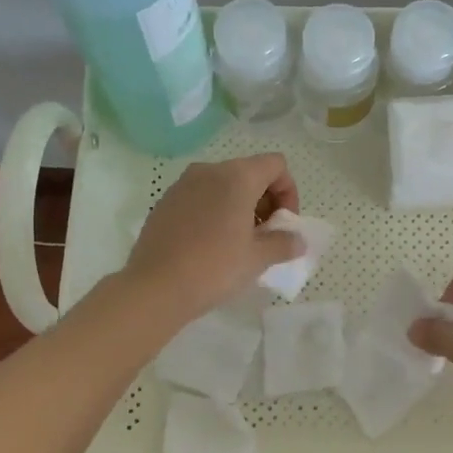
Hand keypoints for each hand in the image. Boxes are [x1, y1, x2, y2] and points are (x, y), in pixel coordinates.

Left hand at [123, 154, 301, 322]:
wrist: (155, 287)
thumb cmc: (214, 268)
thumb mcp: (258, 258)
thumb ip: (284, 243)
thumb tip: (298, 240)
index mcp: (237, 176)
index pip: (276, 165)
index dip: (288, 191)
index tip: (283, 223)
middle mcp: (210, 170)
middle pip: (250, 172)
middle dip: (265, 199)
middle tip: (265, 235)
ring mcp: (183, 184)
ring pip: (223, 184)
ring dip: (240, 205)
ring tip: (239, 241)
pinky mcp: (165, 201)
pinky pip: (200, 196)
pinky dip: (214, 210)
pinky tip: (211, 243)